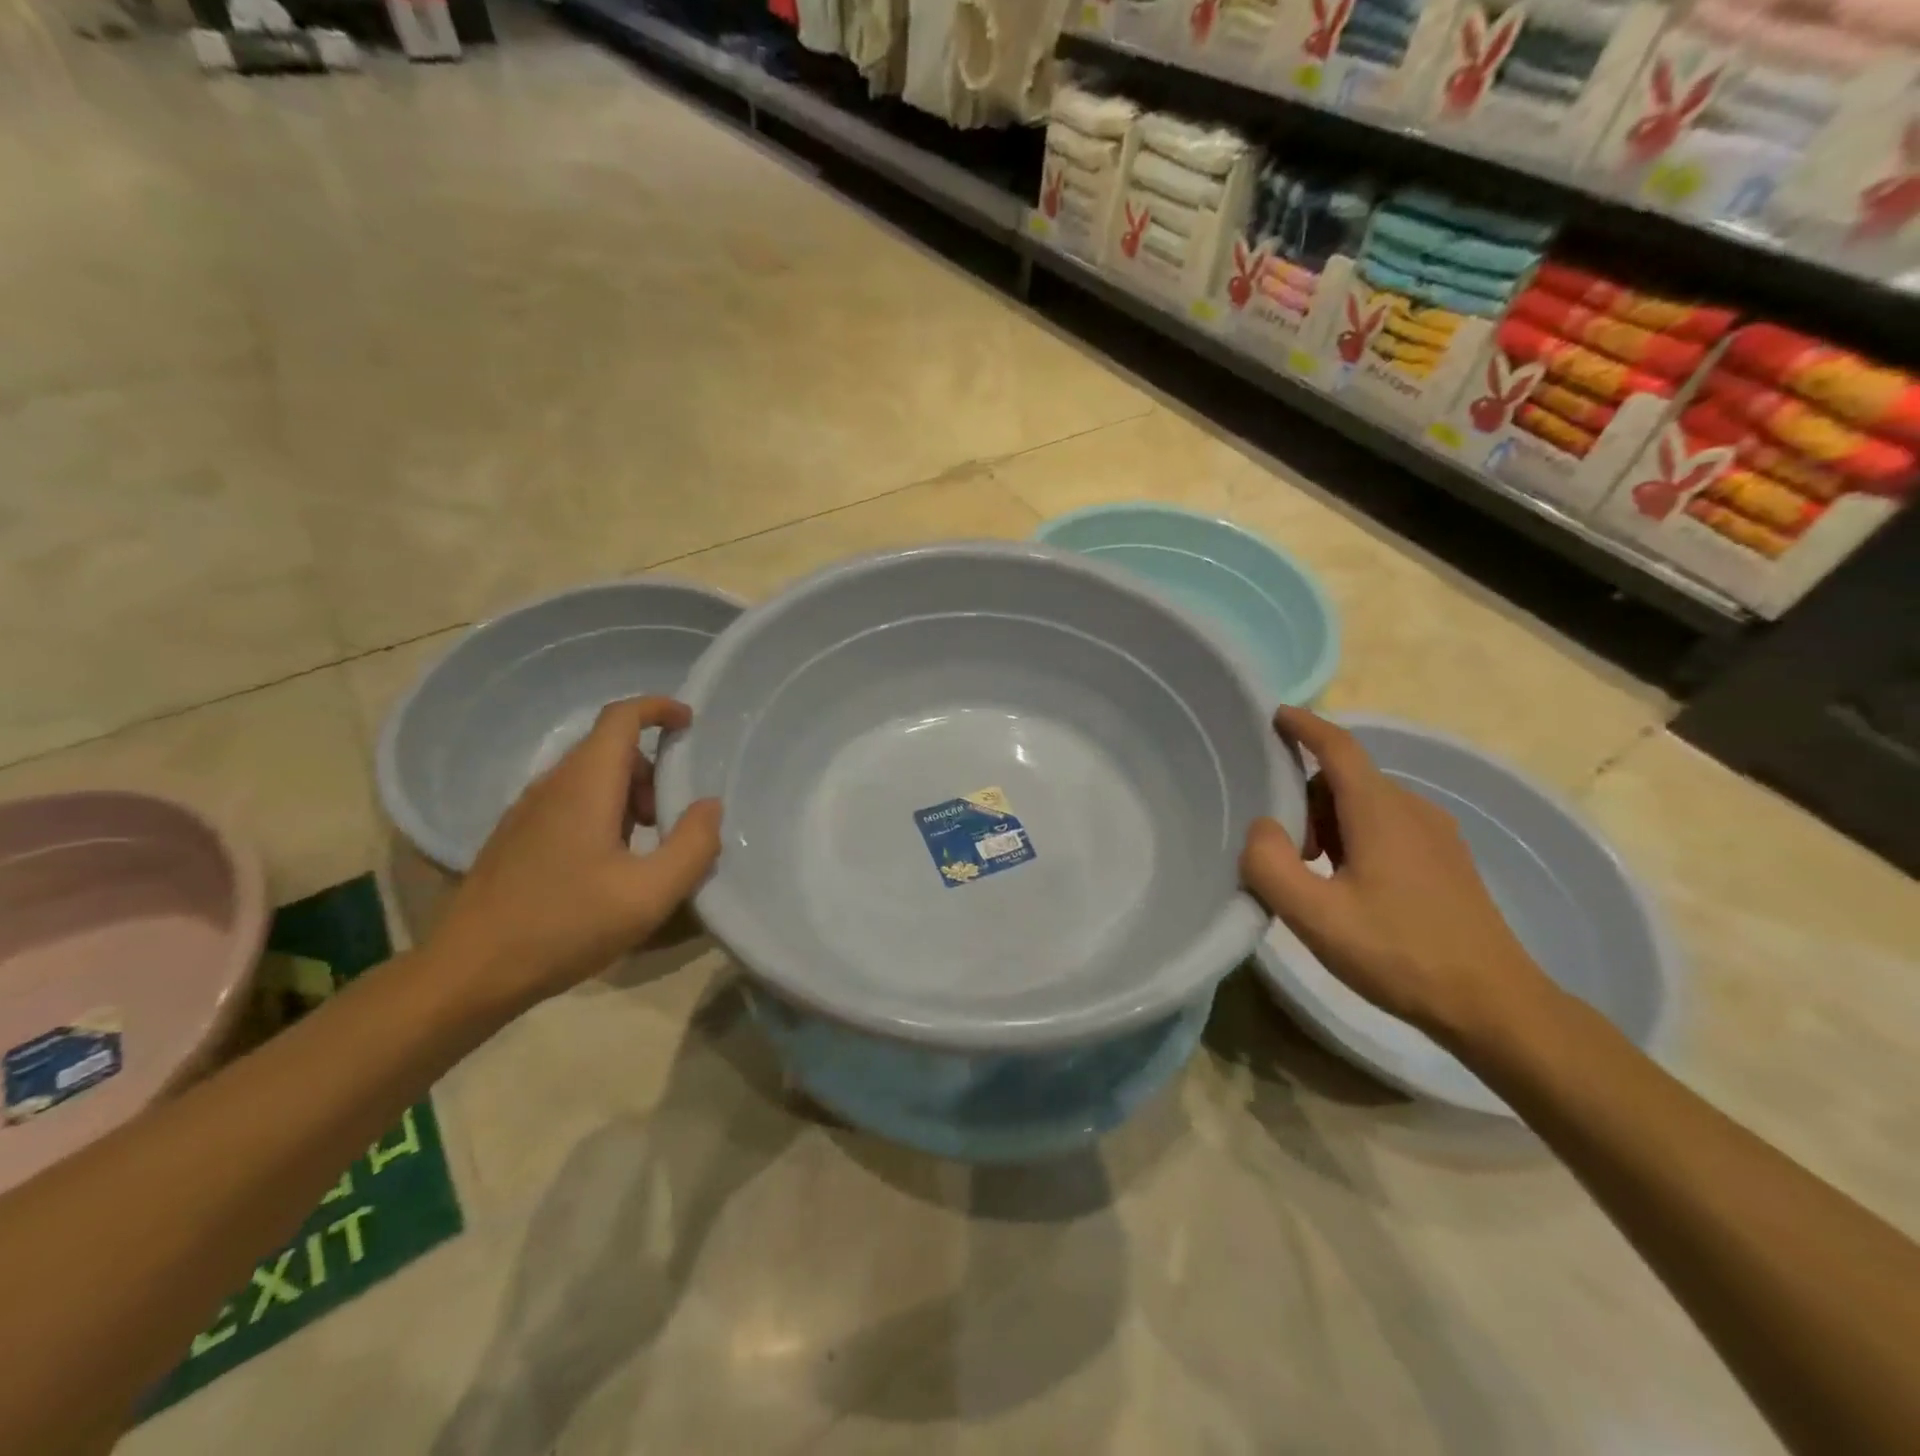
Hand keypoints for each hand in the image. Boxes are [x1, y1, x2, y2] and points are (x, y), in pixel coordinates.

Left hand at [430, 697, 722, 1010]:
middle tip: (673, 817)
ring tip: (645, 848)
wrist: (469, 973)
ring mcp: (526, 812)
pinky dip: (602, 814)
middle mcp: (552, 786)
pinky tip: (607, 867)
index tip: (690, 722)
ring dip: (628, 796)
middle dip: (651, 770)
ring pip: (589, 778)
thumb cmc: (565, 926)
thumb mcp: (649, 894)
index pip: (621, 717)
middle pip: (609, 749)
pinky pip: (569, 803)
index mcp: (585, 786)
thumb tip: (710, 806)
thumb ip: (692, 846)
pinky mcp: (515, 838)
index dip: (659, 708)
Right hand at [1240, 706, 1549, 1044]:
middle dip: (1305, 798)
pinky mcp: (1447, 861)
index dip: (1304, 726)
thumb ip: (1271, 866)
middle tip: (1284, 851)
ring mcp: (1436, 835)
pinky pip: (1387, 825)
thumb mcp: (1317, 917)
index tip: (1273, 714)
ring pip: (1366, 804)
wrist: (1495, 1005)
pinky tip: (1349, 886)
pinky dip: (1355, 837)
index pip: (1337, 747)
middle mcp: (1411, 810)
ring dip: (1328, 822)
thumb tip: (1260, 828)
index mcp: (1380, 812)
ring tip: (1313, 874)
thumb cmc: (1400, 954)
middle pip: (1346, 778)